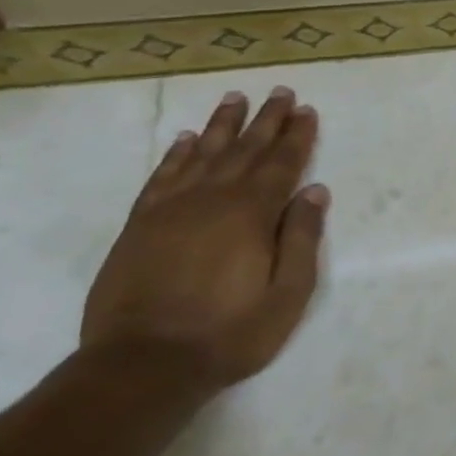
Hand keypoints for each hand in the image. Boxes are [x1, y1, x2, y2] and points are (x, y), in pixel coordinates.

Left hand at [82, 87, 328, 393]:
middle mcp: (212, 199)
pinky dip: (177, 154)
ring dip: (222, 124)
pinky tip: (187, 139)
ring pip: (202, 154)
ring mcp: (171, 209)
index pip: (281, 164)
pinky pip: (162, 176)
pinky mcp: (140, 225)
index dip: (296, 136)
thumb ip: (302, 238)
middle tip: (280, 91)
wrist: (143, 364)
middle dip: (266, 119)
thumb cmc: (230, 332)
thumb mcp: (287, 293)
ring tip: (235, 98)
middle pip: (244, 149)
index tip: (306, 110)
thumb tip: (315, 192)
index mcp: (252, 214)